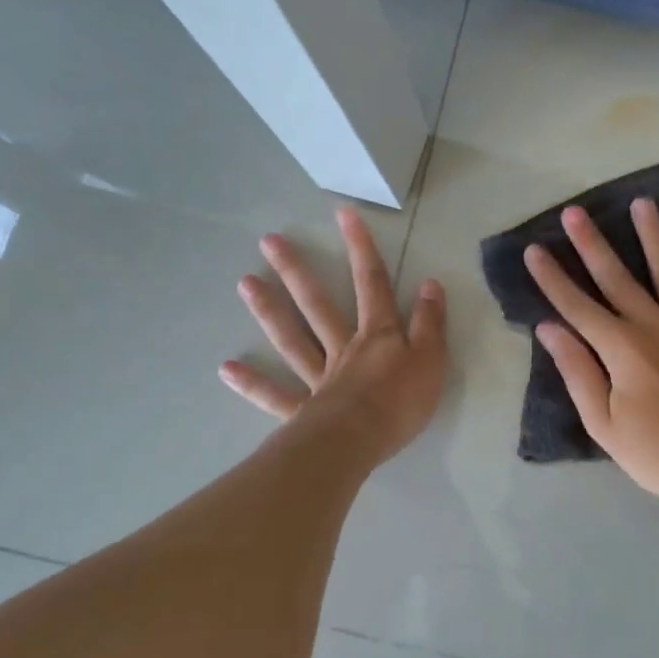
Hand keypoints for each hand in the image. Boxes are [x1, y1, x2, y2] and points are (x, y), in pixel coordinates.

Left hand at [220, 207, 447, 465]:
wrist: (360, 442)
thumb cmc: (401, 402)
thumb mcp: (432, 360)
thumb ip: (430, 323)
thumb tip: (430, 284)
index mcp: (378, 336)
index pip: (372, 284)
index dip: (361, 249)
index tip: (343, 214)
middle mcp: (343, 349)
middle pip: (318, 305)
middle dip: (297, 271)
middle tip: (269, 242)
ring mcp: (318, 378)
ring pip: (292, 339)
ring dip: (269, 311)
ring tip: (244, 283)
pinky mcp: (303, 411)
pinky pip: (274, 395)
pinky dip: (252, 383)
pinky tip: (226, 368)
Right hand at [525, 199, 658, 498]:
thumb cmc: (655, 453)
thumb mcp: (603, 423)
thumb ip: (577, 371)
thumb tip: (549, 329)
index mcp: (620, 348)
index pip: (576, 305)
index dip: (552, 278)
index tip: (533, 249)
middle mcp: (654, 326)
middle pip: (617, 278)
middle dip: (591, 244)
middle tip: (575, 211)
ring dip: (654, 237)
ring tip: (643, 204)